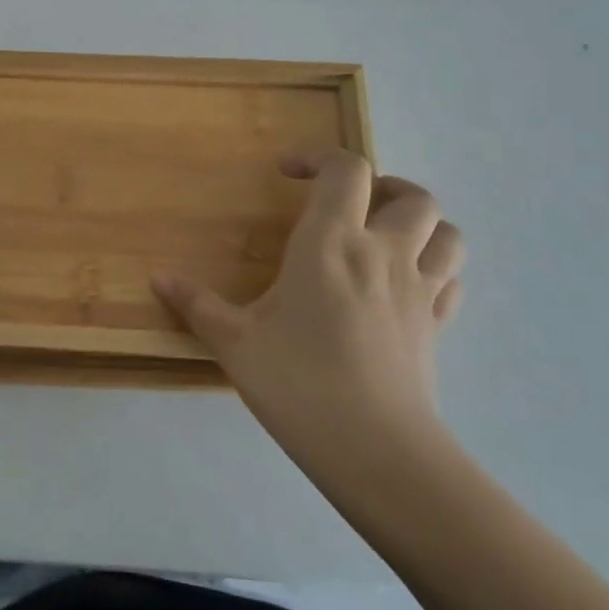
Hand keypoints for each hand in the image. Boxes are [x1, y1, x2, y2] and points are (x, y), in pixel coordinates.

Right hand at [152, 148, 463, 495]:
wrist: (377, 452)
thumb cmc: (298, 383)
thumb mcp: (234, 342)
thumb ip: (196, 305)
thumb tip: (157, 279)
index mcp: (331, 243)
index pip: (345, 170)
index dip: (318, 157)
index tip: (287, 172)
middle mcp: (382, 253)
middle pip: (411, 195)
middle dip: (382, 186)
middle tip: (345, 204)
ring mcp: (418, 290)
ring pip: (446, 233)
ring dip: (420, 223)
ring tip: (385, 236)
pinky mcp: (437, 327)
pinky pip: (451, 280)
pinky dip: (435, 268)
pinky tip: (405, 285)